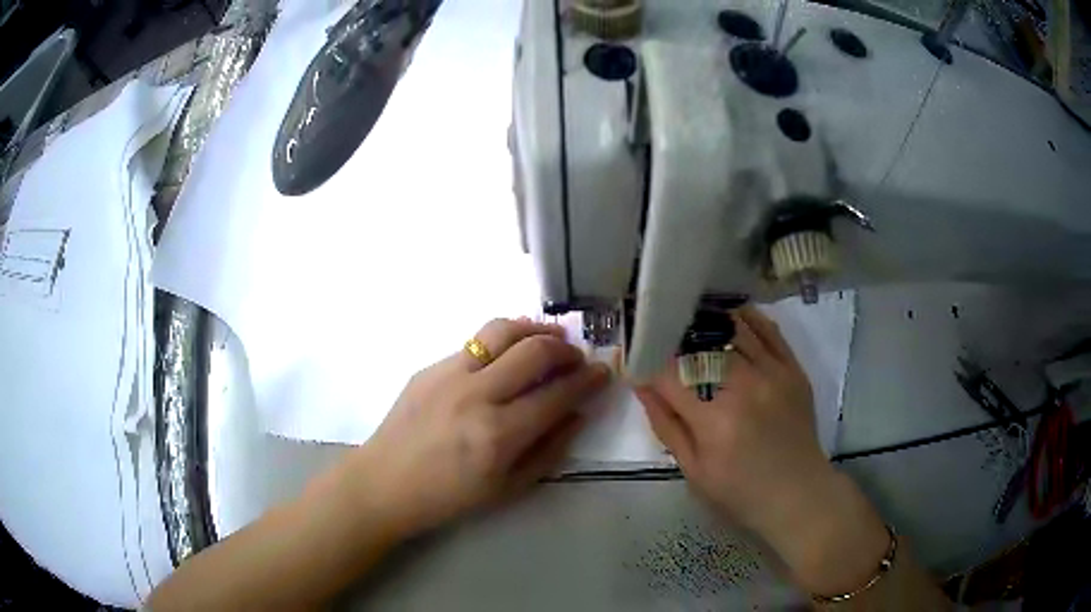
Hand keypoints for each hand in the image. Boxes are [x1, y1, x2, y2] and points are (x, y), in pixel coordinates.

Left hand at [339, 318, 609, 538]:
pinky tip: (509, 355)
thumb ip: (549, 450)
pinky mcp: (430, 366)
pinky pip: (475, 342)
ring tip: (551, 338)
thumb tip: (577, 415)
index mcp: (498, 435)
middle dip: (567, 349)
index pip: (558, 394)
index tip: (603, 373)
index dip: (589, 380)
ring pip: (502, 330)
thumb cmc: (449, 497)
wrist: (385, 483)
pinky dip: (503, 340)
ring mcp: (449, 374)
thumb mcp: (508, 489)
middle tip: (577, 358)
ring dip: (535, 329)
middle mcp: (476, 395)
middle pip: (535, 351)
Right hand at [634, 306, 888, 595]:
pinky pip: (770, 332)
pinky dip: (749, 319)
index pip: (669, 375)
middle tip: (663, 336)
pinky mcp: (793, 370)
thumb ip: (667, 426)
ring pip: (734, 331)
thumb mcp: (693, 471)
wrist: (798, 494)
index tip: (638, 359)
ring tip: (691, 317)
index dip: (648, 363)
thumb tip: (642, 386)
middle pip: (701, 346)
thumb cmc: (741, 492)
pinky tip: (732, 314)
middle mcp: (743, 387)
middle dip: (676, 338)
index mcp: (713, 419)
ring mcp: (773, 374)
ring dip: (709, 322)